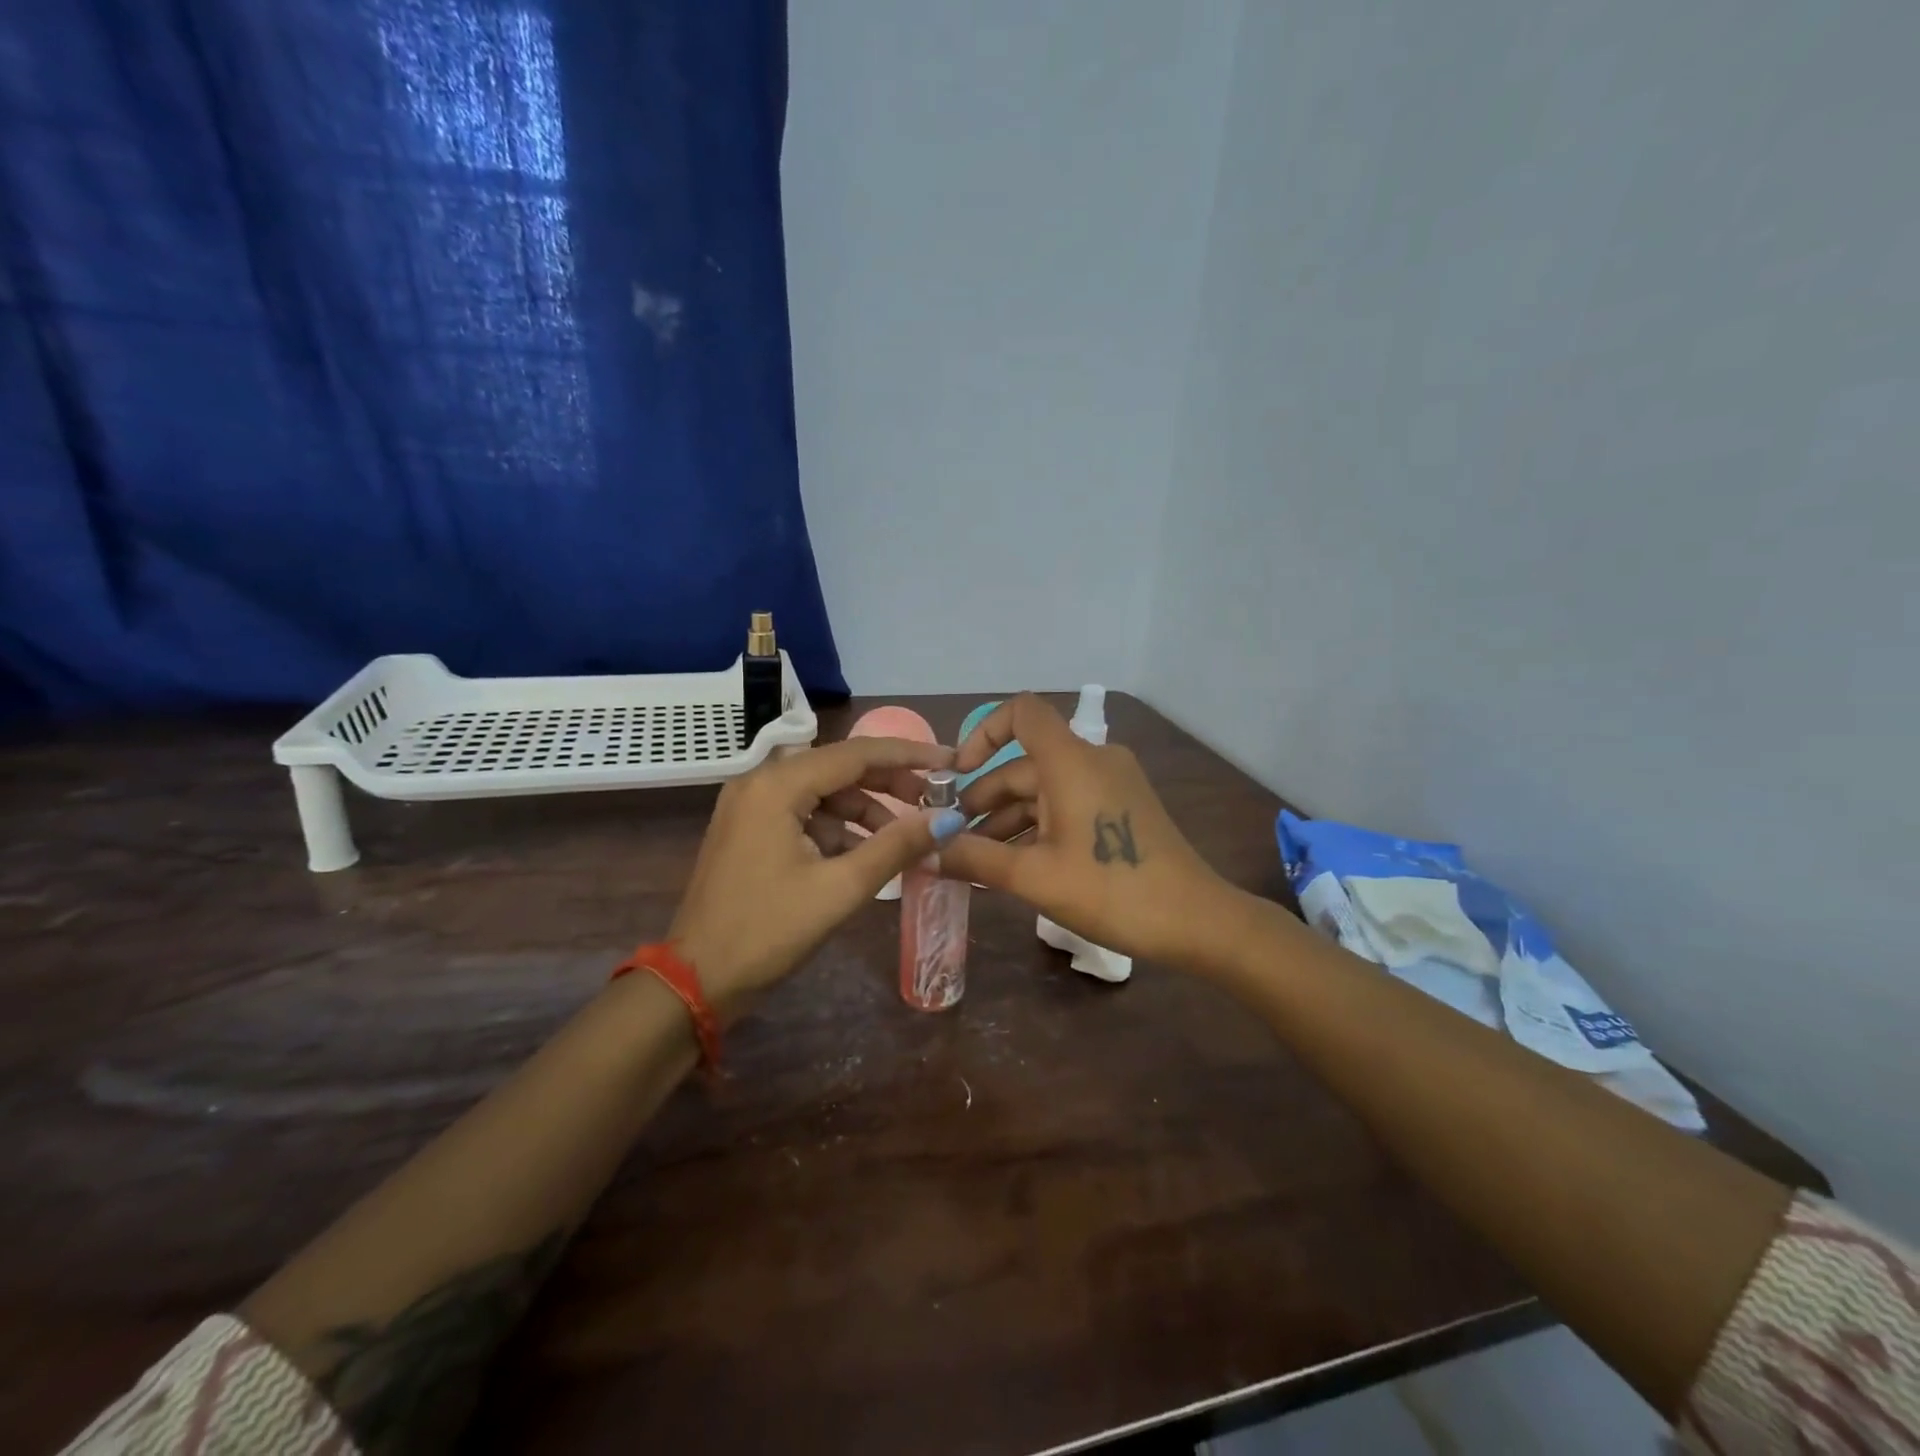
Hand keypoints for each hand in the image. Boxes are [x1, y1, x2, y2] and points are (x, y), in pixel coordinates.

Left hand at [669, 737, 961, 1017]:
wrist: (696, 980)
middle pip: (839, 767)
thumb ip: (896, 846)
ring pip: (823, 792)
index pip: (856, 753)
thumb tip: (949, 819)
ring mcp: (751, 805)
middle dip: (889, 783)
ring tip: (903, 839)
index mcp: (777, 785)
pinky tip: (865, 854)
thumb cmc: (767, 931)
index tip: (950, 763)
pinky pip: (805, 813)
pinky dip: (838, 828)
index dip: (909, 756)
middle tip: (934, 802)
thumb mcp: (840, 888)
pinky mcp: (749, 829)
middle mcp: (761, 782)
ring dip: (865, 810)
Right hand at [937, 694, 1234, 965]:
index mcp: (1071, 761)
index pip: (1022, 713)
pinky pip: (1067, 803)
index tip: (958, 777)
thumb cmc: (1112, 890)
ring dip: (1008, 820)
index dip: (982, 733)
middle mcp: (1092, 760)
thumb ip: (975, 858)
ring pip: (1045, 789)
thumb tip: (923, 853)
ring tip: (975, 860)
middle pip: (1024, 764)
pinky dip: (1038, 826)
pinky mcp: (1122, 807)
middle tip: (950, 838)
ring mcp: (1111, 783)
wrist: (1196, 921)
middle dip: (984, 799)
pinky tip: (1015, 863)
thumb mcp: (1035, 877)